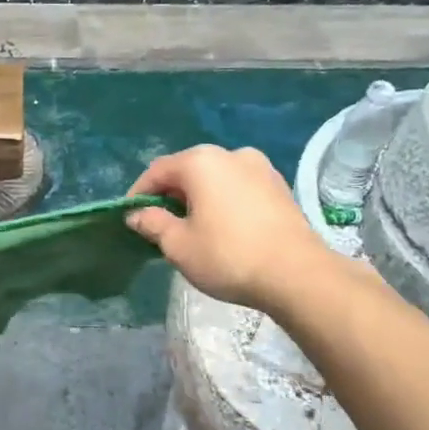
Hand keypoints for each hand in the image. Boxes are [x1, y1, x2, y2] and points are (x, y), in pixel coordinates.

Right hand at [127, 146, 330, 310]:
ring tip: (193, 227)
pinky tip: (224, 227)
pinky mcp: (279, 186)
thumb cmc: (228, 256)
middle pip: (188, 170)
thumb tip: (137, 214)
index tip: (130, 217)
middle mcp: (230, 154)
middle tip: (160, 224)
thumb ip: (153, 224)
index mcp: (201, 162)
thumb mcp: (178, 245)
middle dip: (170, 194)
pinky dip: (224, 201)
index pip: (158, 171)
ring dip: (199, 197)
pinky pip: (239, 187)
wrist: (298, 275)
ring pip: (216, 178)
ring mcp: (260, 168)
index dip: (139, 193)